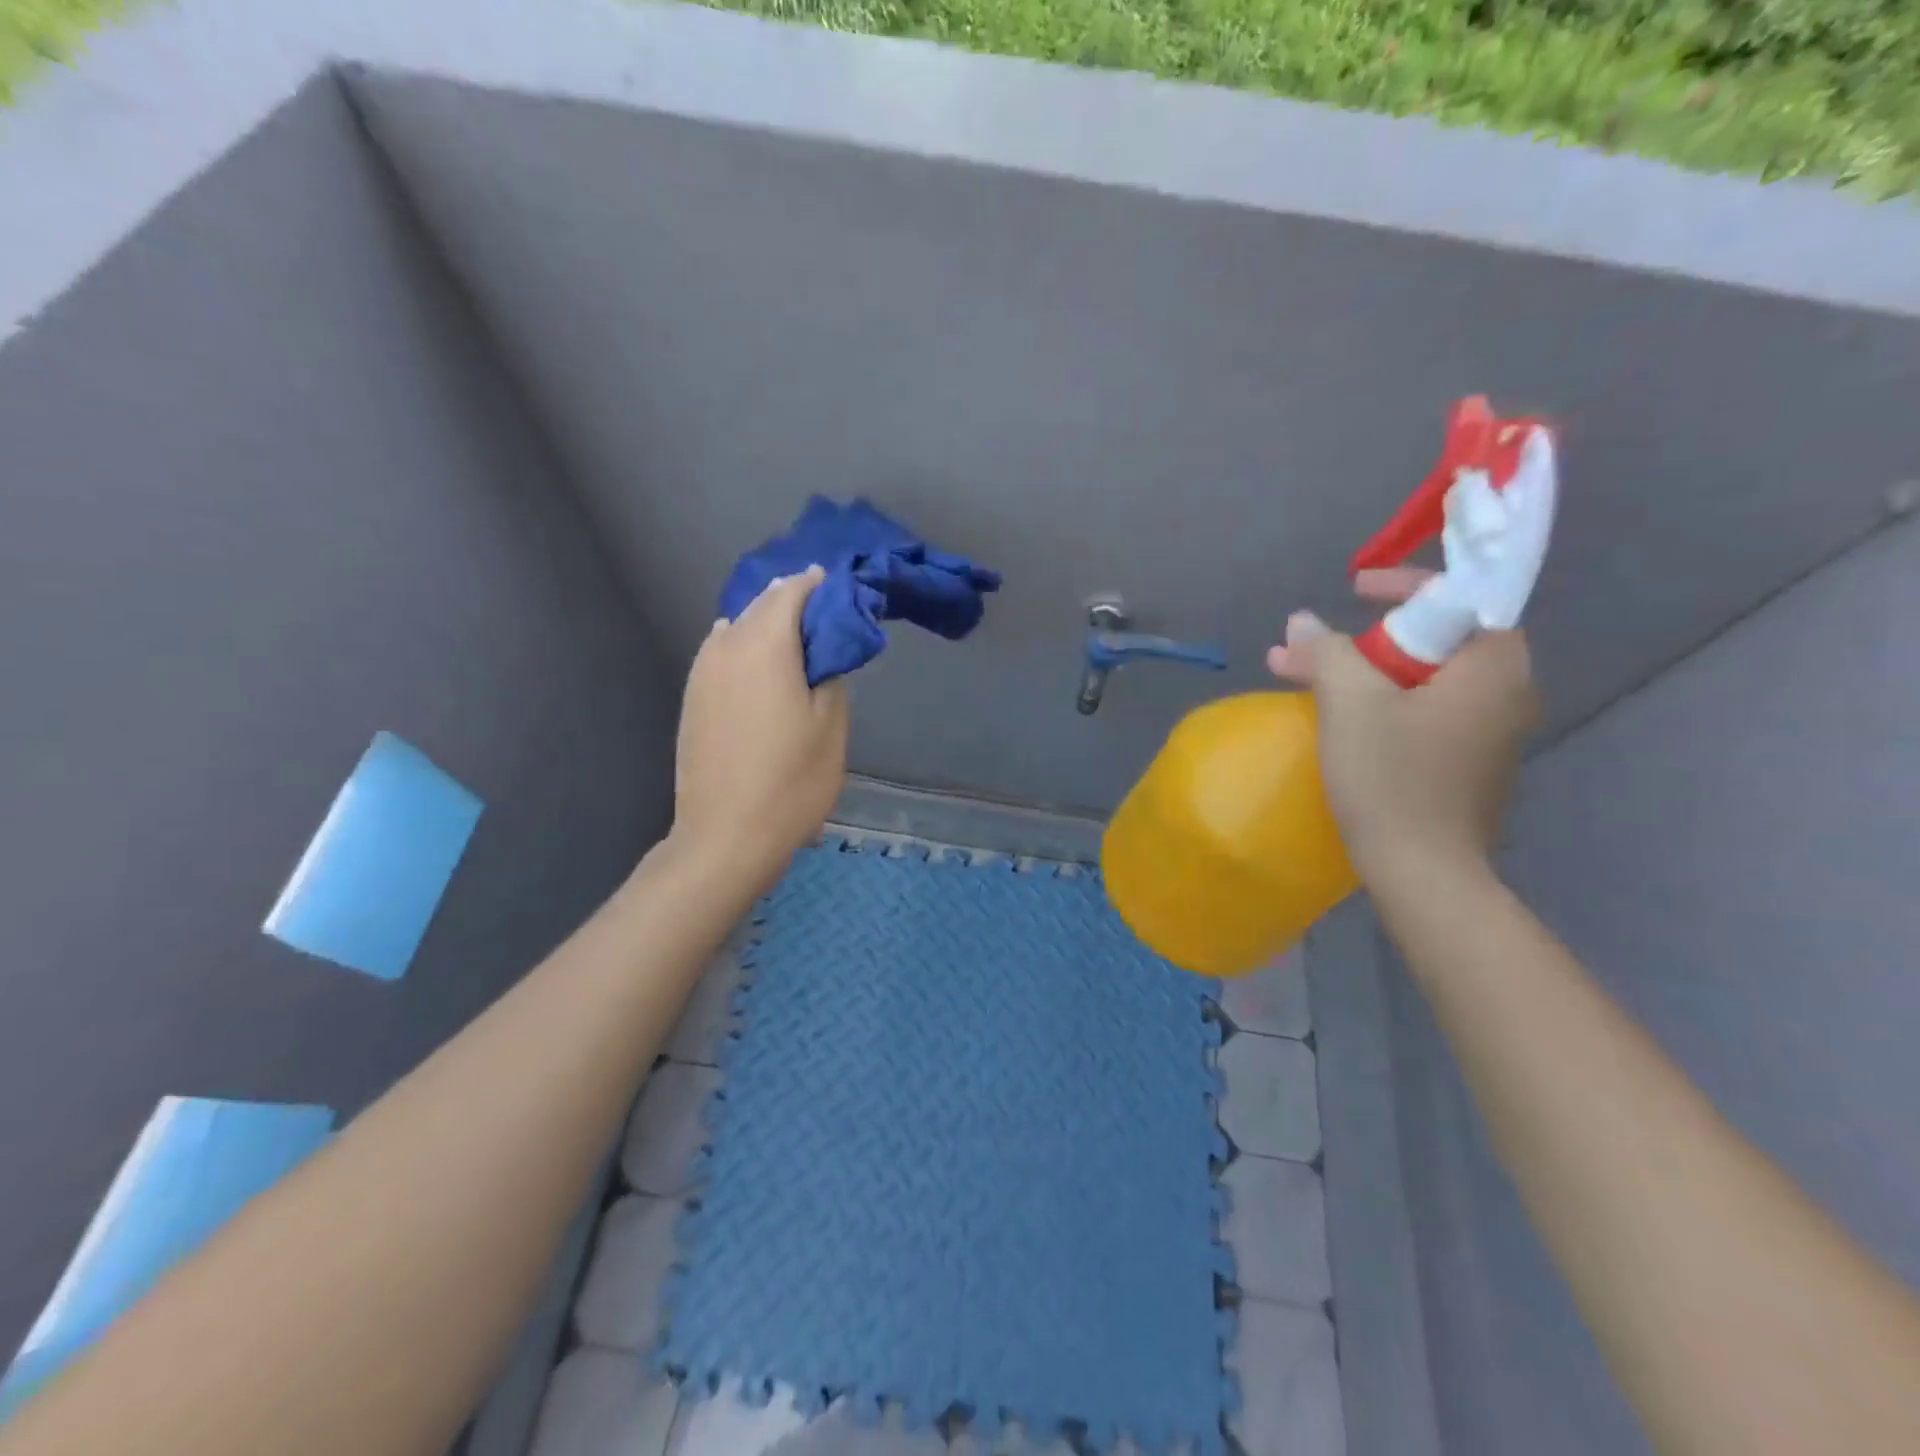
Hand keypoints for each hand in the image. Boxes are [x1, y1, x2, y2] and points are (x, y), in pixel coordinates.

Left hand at [671, 566, 848, 895]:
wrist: (725, 837)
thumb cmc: (790, 782)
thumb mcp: (830, 726)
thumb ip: (830, 672)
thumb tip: (822, 649)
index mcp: (764, 644)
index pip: (792, 590)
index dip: (819, 584)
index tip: (844, 588)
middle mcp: (725, 646)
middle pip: (762, 603)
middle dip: (795, 599)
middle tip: (828, 611)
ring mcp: (701, 672)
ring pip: (739, 626)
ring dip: (769, 623)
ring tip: (800, 639)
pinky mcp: (692, 698)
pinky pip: (723, 652)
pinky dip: (748, 646)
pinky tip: (765, 666)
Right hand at [1265, 568, 1537, 885]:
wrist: (1423, 872)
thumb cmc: (1391, 777)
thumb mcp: (1350, 702)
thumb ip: (1327, 650)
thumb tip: (1302, 622)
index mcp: (1493, 666)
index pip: (1457, 596)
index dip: (1401, 585)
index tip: (1352, 591)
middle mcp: (1506, 693)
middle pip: (1432, 642)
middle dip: (1363, 640)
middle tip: (1307, 650)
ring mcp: (1489, 735)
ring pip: (1421, 682)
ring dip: (1362, 675)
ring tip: (1301, 682)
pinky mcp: (1467, 767)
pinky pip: (1423, 716)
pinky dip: (1380, 707)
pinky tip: (1336, 722)